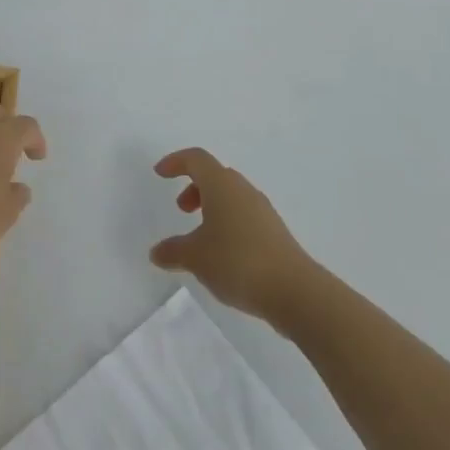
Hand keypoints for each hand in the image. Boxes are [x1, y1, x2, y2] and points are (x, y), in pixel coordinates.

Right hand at [151, 148, 314, 324]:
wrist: (293, 290)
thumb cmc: (237, 262)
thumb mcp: (196, 258)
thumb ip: (173, 251)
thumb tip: (156, 252)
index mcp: (221, 185)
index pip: (196, 159)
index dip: (176, 162)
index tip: (160, 174)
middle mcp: (243, 189)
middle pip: (215, 175)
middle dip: (194, 187)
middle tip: (182, 210)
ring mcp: (262, 210)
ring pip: (231, 196)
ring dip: (211, 207)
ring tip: (200, 238)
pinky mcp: (274, 232)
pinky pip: (244, 216)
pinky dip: (227, 223)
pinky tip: (223, 254)